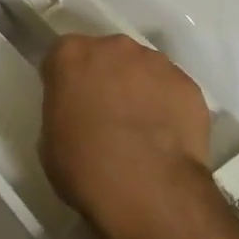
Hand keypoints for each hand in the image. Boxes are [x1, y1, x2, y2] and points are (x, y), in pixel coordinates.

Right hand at [39, 34, 211, 238]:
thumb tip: (79, 114)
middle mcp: (113, 47)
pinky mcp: (188, 85)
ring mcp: (155, 62)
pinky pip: (171, 91)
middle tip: (106, 115)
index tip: (69, 104)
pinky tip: (166, 138)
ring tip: (141, 129)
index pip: (62, 57)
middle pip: (106, 56)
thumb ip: (63, 111)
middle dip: (105, 78)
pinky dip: (168, 107)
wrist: (148, 191)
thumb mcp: (50, 140)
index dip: (65, 81)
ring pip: (142, 70)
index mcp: (71, 55)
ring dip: (138, 89)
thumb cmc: (85, 168)